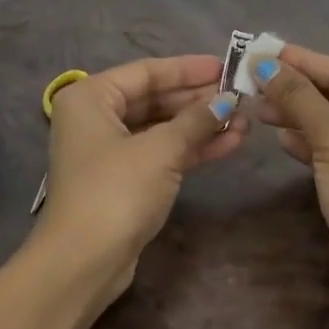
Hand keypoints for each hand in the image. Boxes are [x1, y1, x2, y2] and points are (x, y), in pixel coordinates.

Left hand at [37, 54, 247, 287]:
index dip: (189, 69)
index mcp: (91, 97)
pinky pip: (160, 153)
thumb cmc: (116, 191)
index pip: (147, 72)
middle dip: (199, 101)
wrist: (83, 262)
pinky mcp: (123, 180)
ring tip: (244, 123)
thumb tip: (227, 101)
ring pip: (161, 128)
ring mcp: (108, 151)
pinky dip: (191, 149)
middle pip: (155, 99)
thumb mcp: (161, 150)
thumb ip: (196, 121)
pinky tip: (228, 145)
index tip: (226, 66)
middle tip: (241, 97)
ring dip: (201, 126)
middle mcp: (95, 117)